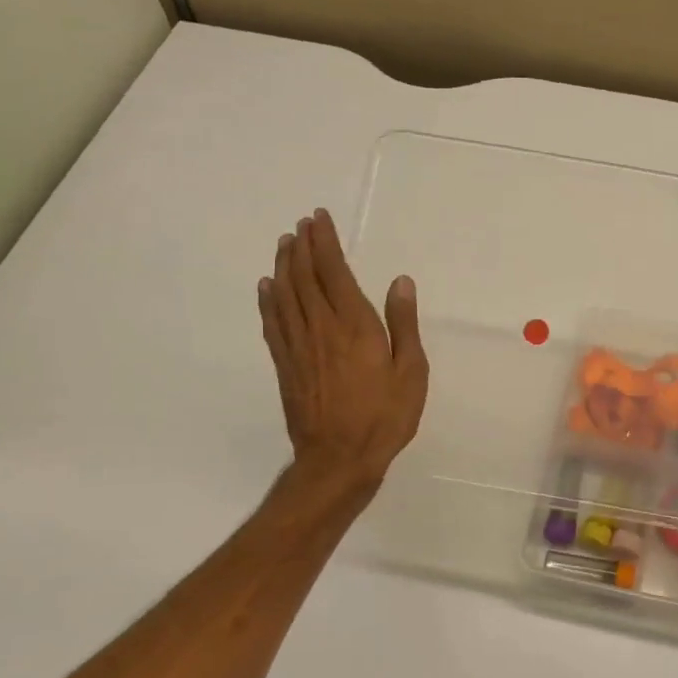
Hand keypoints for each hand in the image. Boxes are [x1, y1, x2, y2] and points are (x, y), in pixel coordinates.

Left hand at [258, 208, 428, 493]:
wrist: (339, 459)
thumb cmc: (384, 417)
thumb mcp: (411, 372)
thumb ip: (403, 324)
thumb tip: (399, 282)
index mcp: (354, 325)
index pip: (334, 271)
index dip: (325, 242)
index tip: (319, 218)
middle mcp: (321, 327)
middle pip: (305, 277)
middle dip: (302, 246)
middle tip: (301, 224)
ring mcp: (298, 346)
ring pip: (285, 295)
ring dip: (284, 265)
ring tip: (284, 244)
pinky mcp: (285, 365)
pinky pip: (273, 323)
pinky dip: (268, 300)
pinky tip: (267, 287)